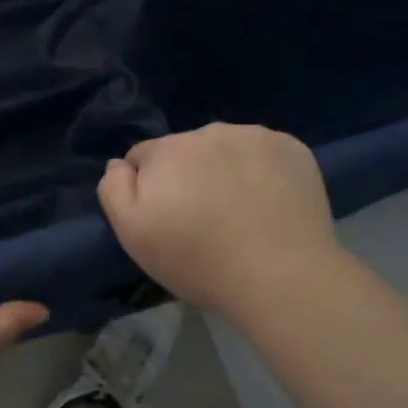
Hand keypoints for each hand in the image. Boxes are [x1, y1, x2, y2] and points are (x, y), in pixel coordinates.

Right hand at [98, 124, 341, 316]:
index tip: (166, 219)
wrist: (281, 276)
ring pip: (226, 147)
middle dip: (187, 175)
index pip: (142, 156)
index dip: (149, 187)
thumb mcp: (133, 234)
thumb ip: (114, 189)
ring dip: (225, 169)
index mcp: (166, 150)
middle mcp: (209, 131)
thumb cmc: (198, 260)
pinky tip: (269, 203)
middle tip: (203, 219)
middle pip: (185, 149)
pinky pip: (264, 152)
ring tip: (240, 212)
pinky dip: (262, 170)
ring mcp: (255, 136)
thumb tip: (120, 163)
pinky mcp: (293, 148)